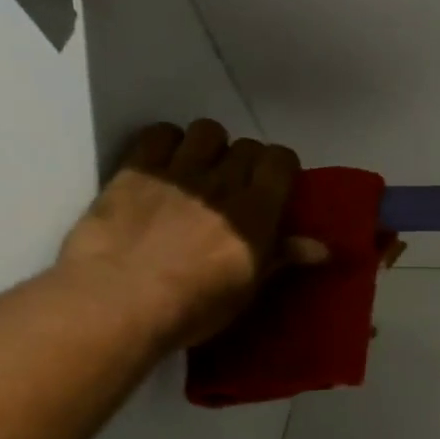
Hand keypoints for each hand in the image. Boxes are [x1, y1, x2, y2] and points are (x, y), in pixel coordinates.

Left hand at [56, 120, 325, 350]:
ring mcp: (178, 172)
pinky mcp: (135, 170)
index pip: (281, 159)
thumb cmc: (191, 308)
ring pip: (207, 131)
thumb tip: (323, 249)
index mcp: (256, 211)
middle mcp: (223, 182)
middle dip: (246, 161)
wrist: (116, 304)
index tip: (273, 186)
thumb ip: (282, 258)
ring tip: (198, 170)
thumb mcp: (245, 290)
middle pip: (247, 146)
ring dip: (209, 146)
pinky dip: (166, 142)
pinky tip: (162, 164)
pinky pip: (159, 133)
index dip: (280, 167)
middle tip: (235, 187)